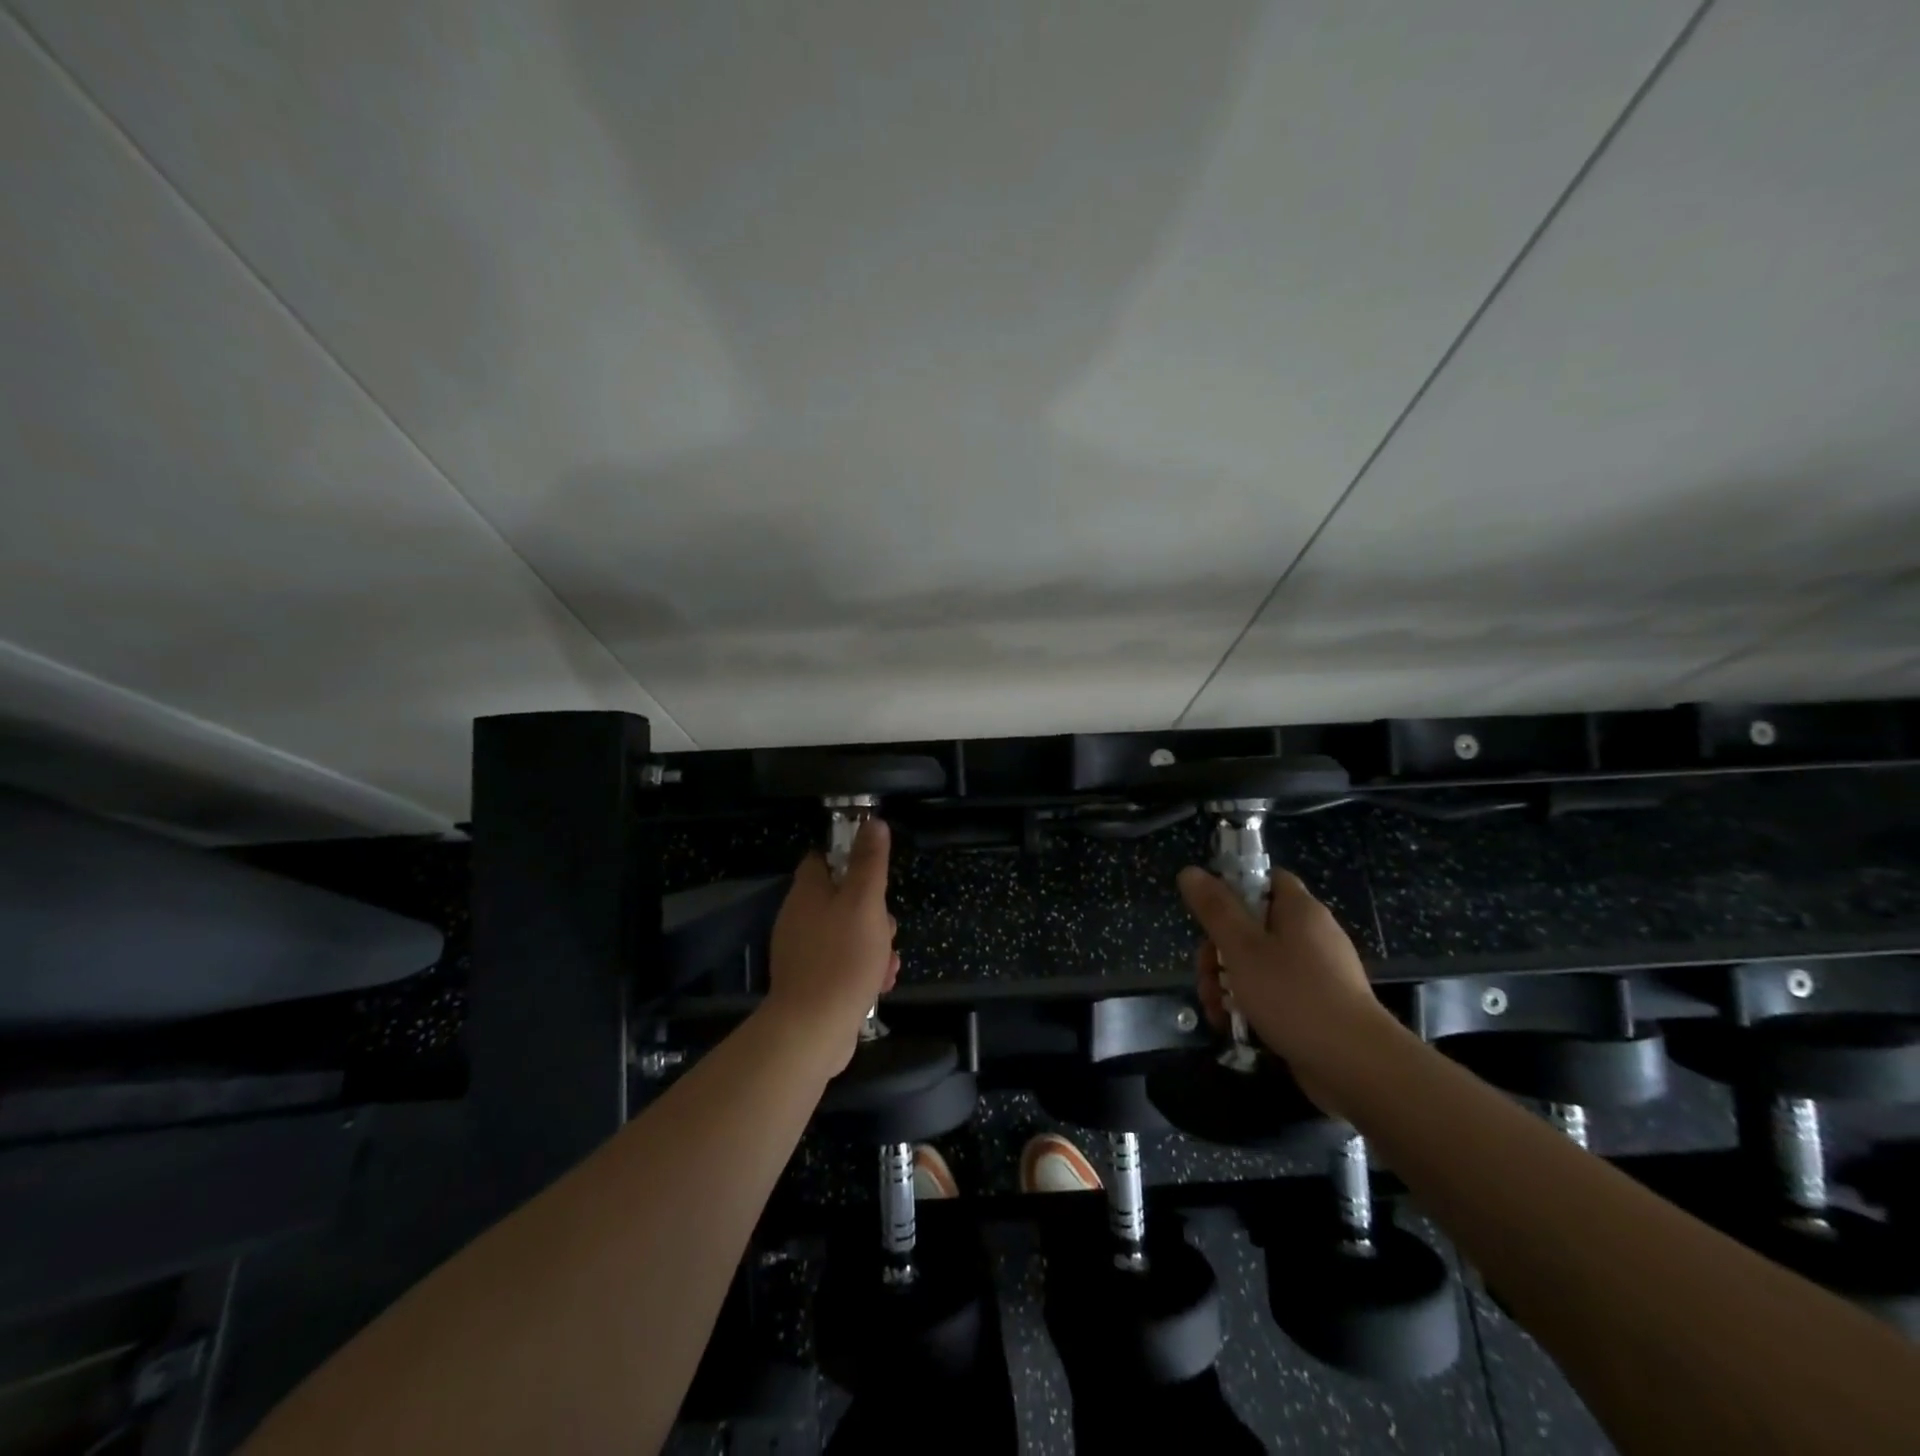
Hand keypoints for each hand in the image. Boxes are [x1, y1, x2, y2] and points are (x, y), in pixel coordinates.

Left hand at [765, 818, 901, 1074]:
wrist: (812, 1030)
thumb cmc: (842, 958)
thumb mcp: (865, 902)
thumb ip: (869, 862)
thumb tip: (873, 822)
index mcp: (806, 893)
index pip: (823, 859)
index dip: (850, 859)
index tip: (875, 873)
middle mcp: (798, 918)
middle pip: (841, 899)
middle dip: (873, 912)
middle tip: (887, 928)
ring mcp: (802, 952)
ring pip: (847, 934)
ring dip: (874, 945)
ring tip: (888, 964)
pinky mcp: (810, 982)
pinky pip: (842, 964)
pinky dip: (862, 970)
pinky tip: (879, 986)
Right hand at [1177, 865, 1398, 1115]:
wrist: (1356, 1066)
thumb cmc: (1293, 995)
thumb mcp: (1242, 948)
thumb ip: (1214, 909)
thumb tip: (1190, 872)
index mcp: (1299, 910)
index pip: (1265, 880)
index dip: (1233, 890)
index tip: (1209, 916)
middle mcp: (1311, 935)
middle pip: (1253, 926)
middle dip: (1218, 952)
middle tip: (1204, 976)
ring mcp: (1316, 973)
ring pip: (1259, 964)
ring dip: (1227, 983)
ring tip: (1214, 1010)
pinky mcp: (1316, 1007)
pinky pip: (1275, 993)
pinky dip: (1250, 1004)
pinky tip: (1232, 1026)